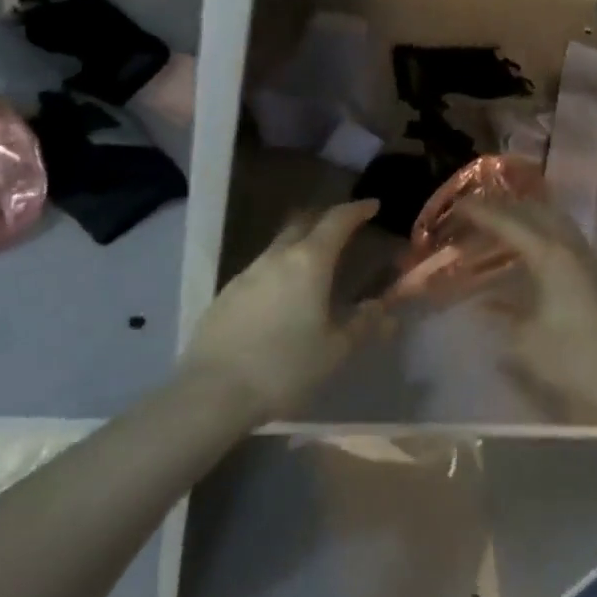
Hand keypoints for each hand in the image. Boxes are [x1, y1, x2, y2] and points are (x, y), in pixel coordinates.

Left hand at [181, 200, 380, 423]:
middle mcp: (277, 256)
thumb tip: (384, 309)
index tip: (371, 205)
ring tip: (313, 267)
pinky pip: (260, 270)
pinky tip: (281, 298)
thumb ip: (363, 325)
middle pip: (304, 223)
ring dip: (300, 246)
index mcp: (309, 261)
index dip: (356, 210)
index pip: (337, 220)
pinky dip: (278, 271)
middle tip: (343, 230)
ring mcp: (247, 272)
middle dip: (325, 220)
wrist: (212, 391)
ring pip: (279, 246)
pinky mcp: (226, 293)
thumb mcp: (334, 351)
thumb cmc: (284, 367)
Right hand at [458, 199, 596, 420]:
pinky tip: (535, 263)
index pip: (509, 222)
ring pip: (557, 224)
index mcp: (551, 256)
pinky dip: (545, 239)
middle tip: (480, 213)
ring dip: (529, 220)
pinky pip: (568, 243)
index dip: (481, 212)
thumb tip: (485, 305)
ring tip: (505, 230)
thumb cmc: (578, 360)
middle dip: (507, 207)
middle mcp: (573, 248)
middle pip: (537, 212)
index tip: (458, 204)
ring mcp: (593, 261)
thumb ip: (504, 317)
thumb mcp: (528, 343)